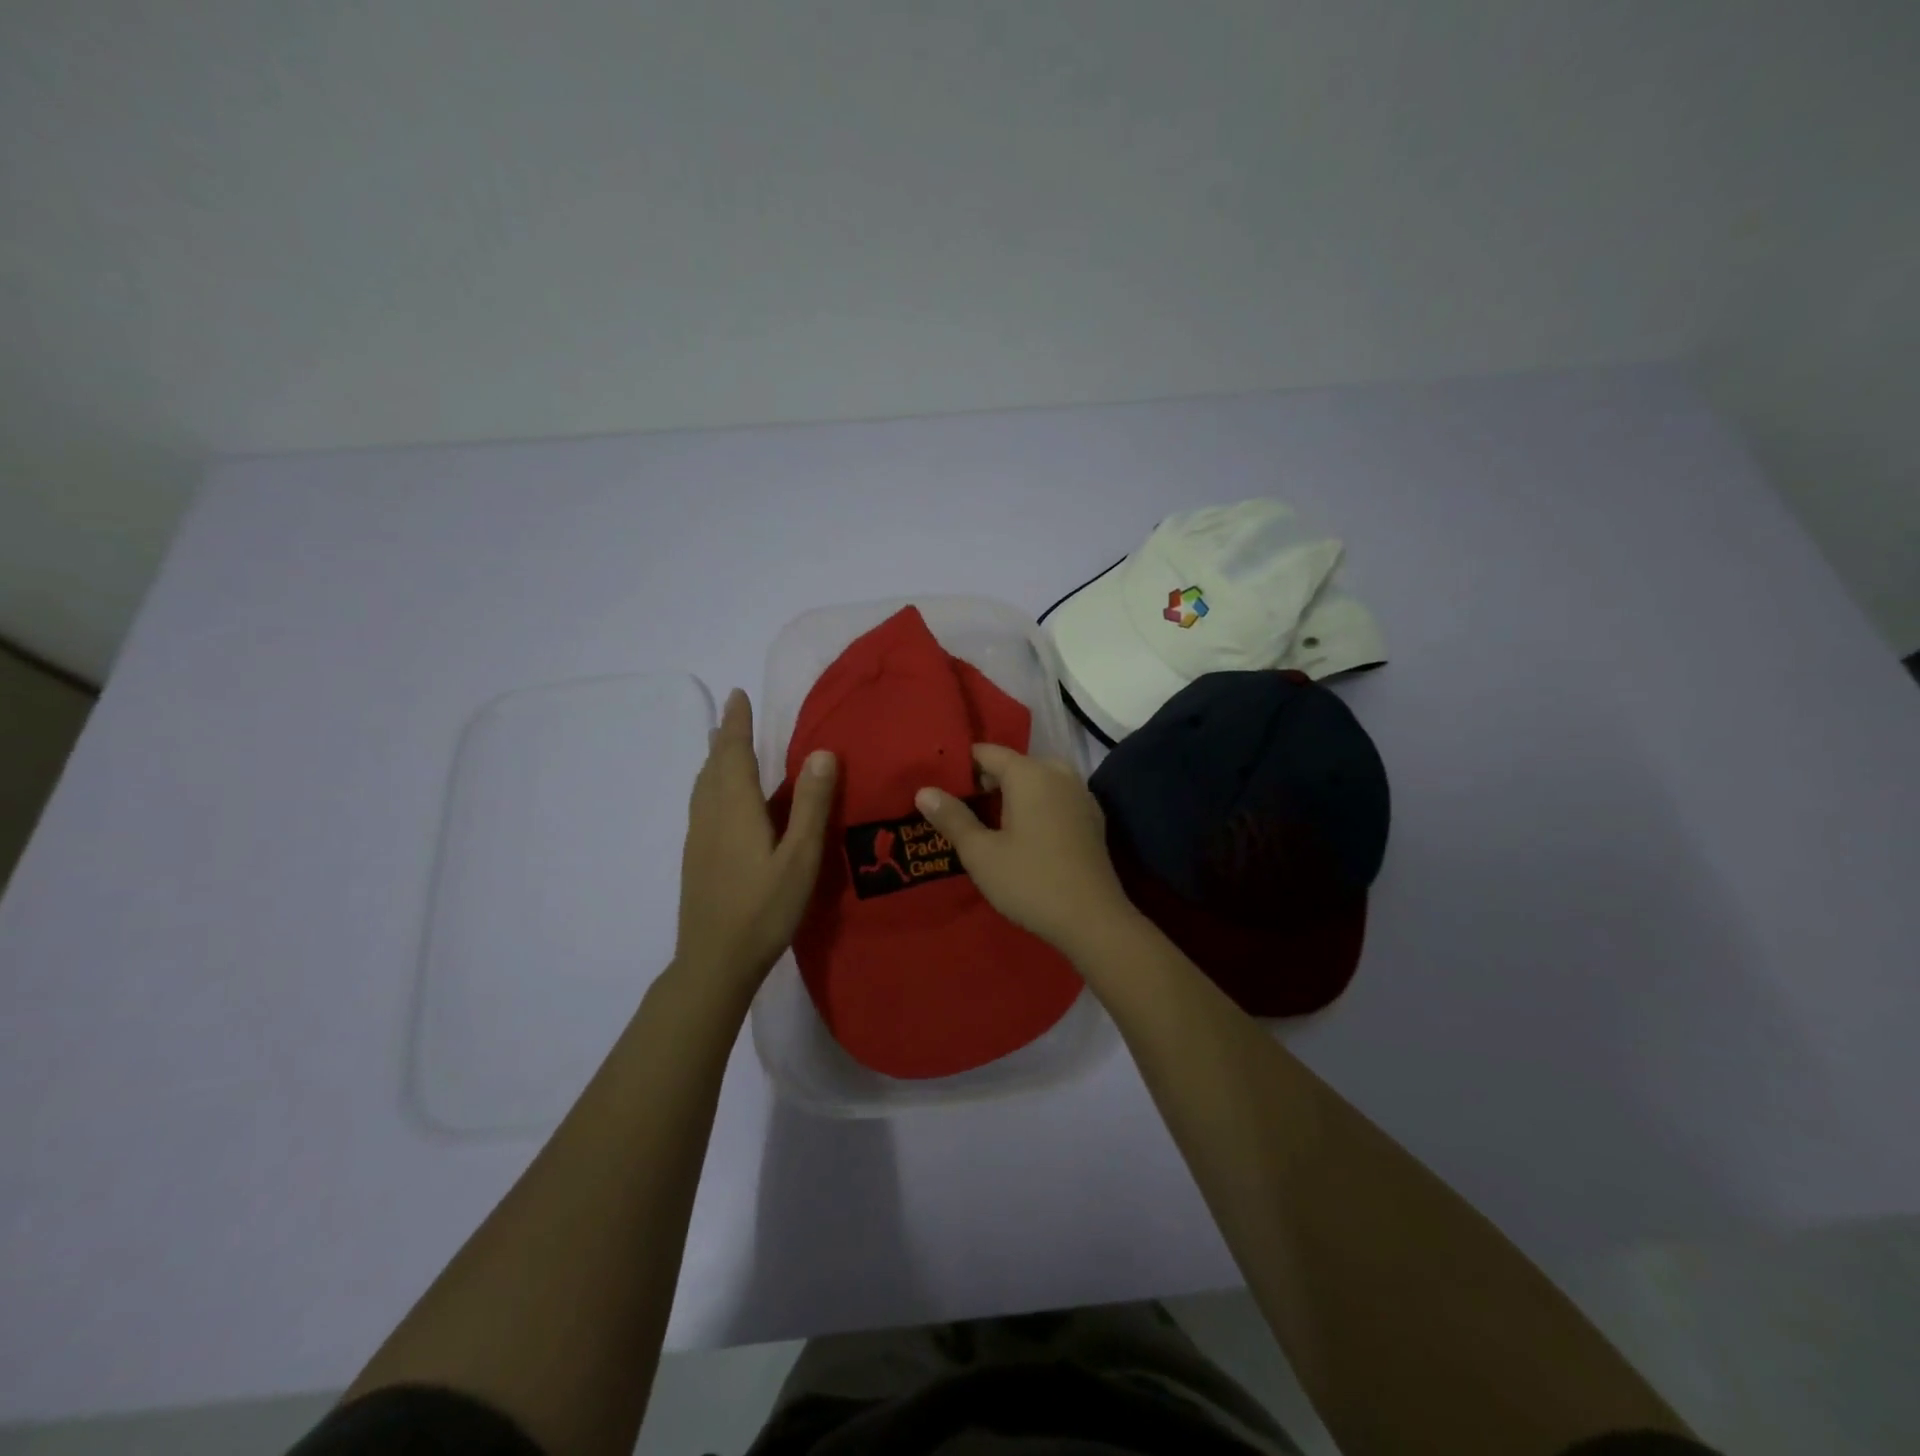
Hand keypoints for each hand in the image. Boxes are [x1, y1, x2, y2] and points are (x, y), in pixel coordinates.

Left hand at [676, 689, 836, 989]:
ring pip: (703, 785)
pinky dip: (710, 782)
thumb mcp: (800, 857)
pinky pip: (701, 803)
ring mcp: (698, 837)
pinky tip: (720, 797)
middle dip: (724, 735)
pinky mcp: (695, 857)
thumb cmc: (764, 909)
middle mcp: (710, 815)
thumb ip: (810, 805)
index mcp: (735, 809)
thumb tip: (821, 752)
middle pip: (713, 765)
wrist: (714, 961)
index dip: (736, 723)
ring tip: (722, 744)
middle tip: (733, 712)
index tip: (737, 694)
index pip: (734, 753)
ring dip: (714, 758)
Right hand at [914, 744, 1139, 960]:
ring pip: (1037, 781)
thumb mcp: (981, 853)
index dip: (960, 766)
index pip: (987, 753)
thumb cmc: (1030, 881)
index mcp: (1030, 773)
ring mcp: (1080, 795)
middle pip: (1014, 765)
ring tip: (986, 822)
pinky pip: (1055, 798)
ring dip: (1012, 794)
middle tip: (958, 808)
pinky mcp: (1091, 818)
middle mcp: (1058, 773)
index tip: (938, 786)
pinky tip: (1023, 835)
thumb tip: (924, 791)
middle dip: (986, 781)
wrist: (1093, 920)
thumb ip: (952, 817)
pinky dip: (1035, 806)